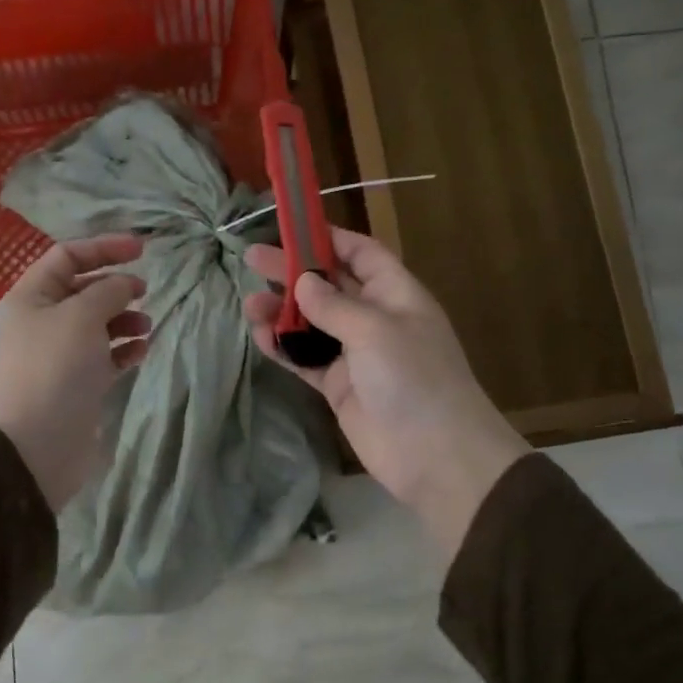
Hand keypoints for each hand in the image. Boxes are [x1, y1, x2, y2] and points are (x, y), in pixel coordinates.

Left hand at [0, 235, 150, 510]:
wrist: (39, 443)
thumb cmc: (56, 369)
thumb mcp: (82, 316)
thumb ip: (109, 291)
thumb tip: (126, 283)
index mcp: (32, 297)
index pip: (67, 257)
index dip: (104, 247)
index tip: (143, 249)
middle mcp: (43, 321)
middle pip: (83, 290)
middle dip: (116, 287)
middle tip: (145, 292)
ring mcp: (60, 354)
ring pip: (98, 324)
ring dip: (125, 319)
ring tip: (147, 326)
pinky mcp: (77, 383)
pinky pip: (105, 356)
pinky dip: (125, 349)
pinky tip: (142, 350)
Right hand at [243, 228, 528, 552]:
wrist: (434, 454)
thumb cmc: (413, 378)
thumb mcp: (376, 330)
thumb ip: (334, 305)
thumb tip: (303, 282)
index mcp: (396, 294)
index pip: (361, 253)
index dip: (329, 237)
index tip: (290, 227)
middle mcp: (375, 318)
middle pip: (329, 285)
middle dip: (293, 272)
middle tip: (251, 260)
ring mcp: (356, 355)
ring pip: (312, 324)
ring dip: (282, 312)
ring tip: (248, 304)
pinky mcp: (339, 386)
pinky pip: (306, 359)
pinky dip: (284, 347)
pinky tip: (260, 336)